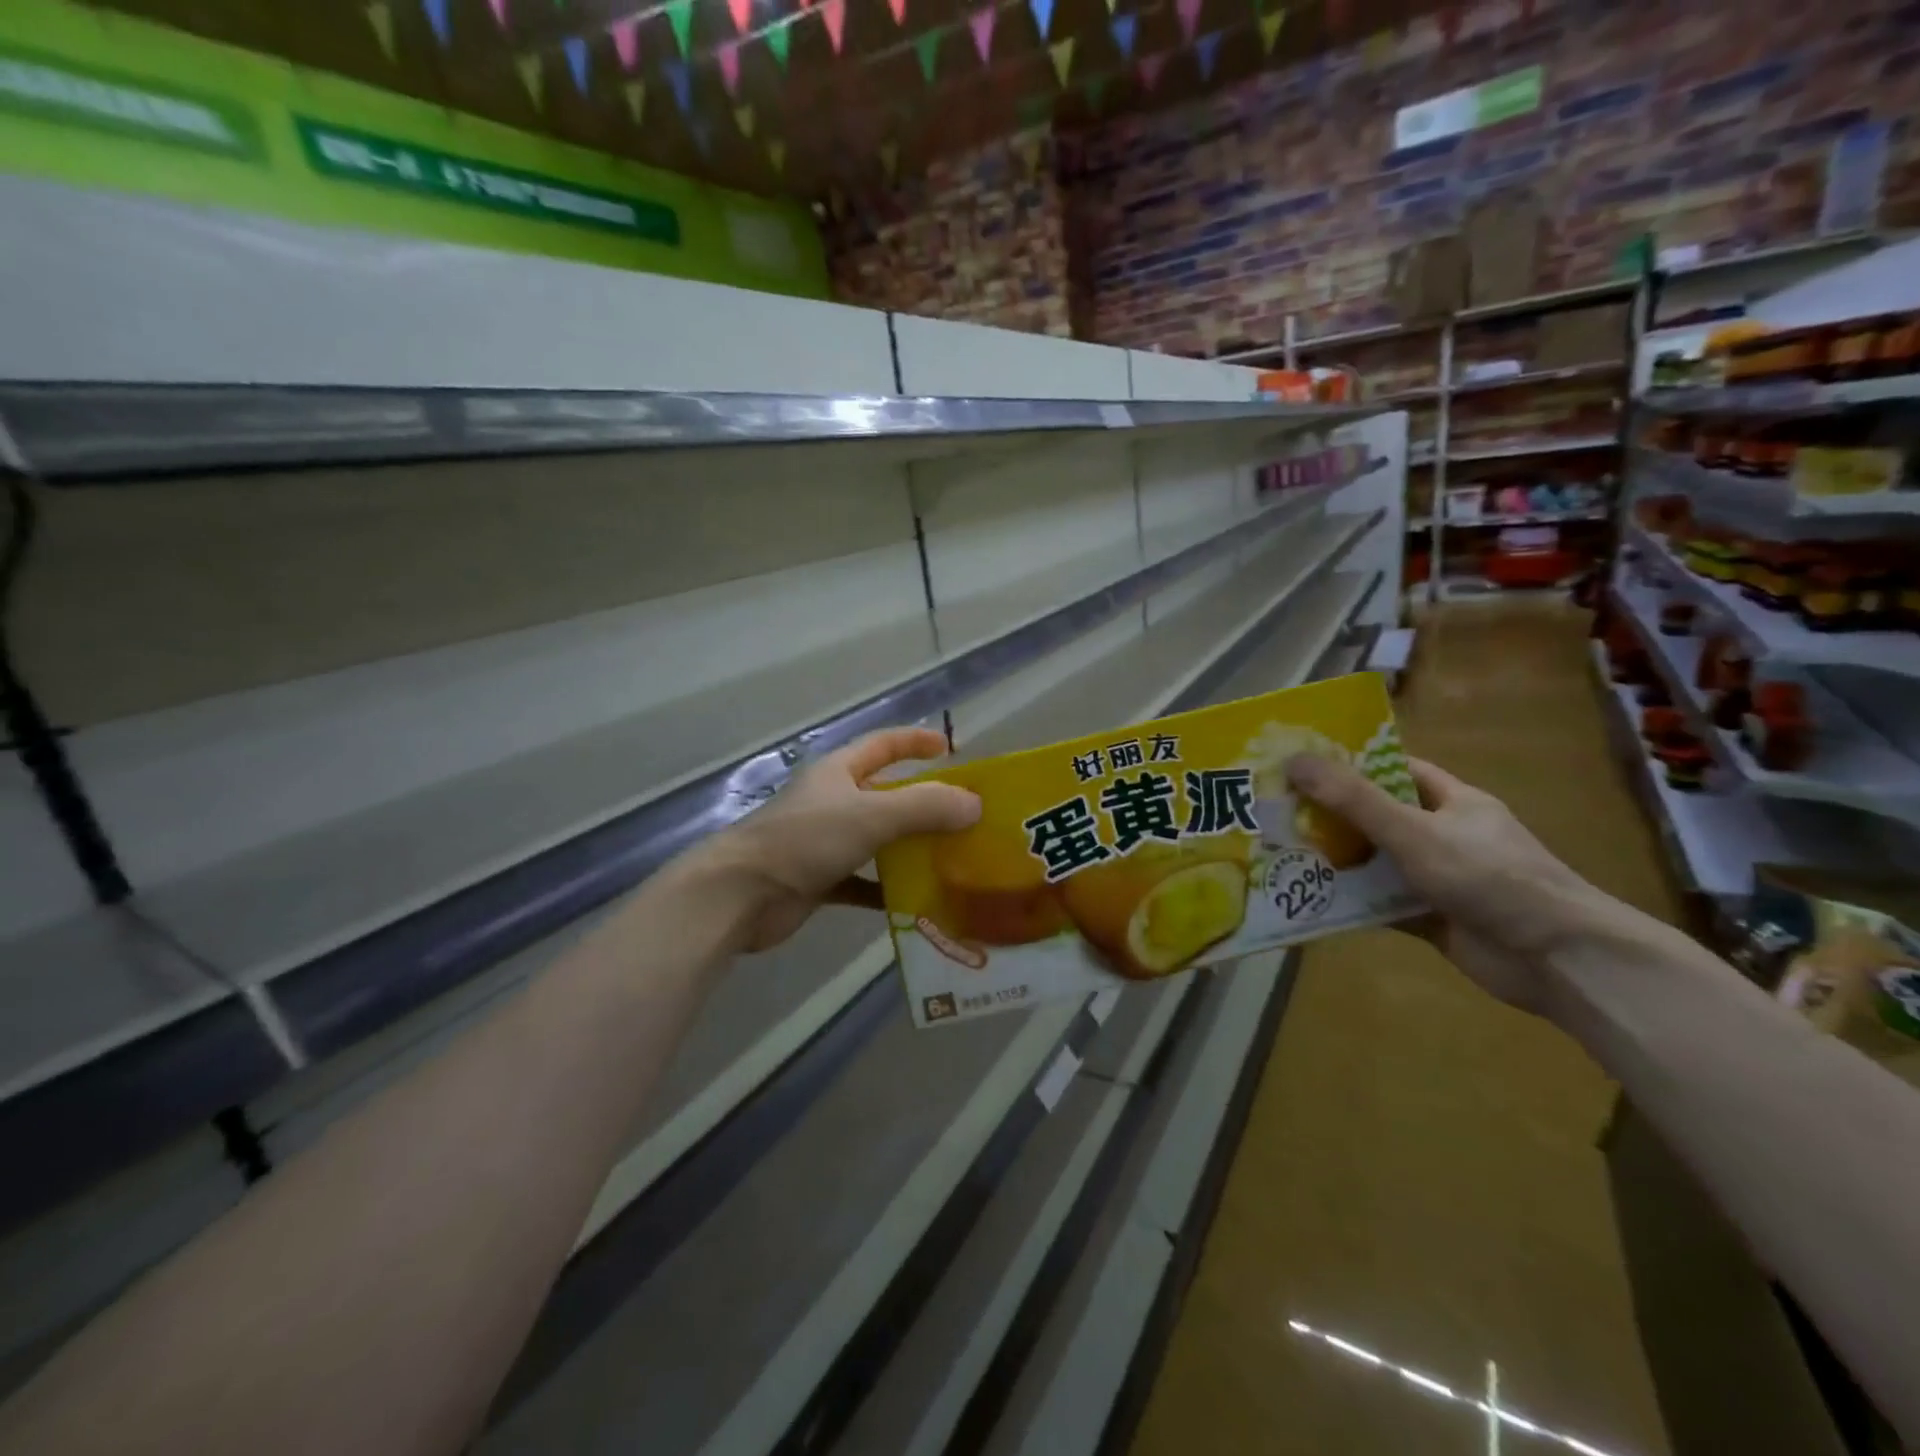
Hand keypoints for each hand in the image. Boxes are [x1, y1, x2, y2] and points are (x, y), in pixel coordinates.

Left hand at [705, 726, 980, 952]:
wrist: (740, 895)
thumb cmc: (805, 840)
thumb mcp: (871, 815)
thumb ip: (924, 807)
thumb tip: (974, 804)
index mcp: (839, 773)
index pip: (884, 744)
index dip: (916, 741)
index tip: (951, 749)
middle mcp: (833, 802)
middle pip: (886, 795)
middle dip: (923, 804)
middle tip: (965, 818)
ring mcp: (824, 842)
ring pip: (878, 840)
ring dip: (910, 850)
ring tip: (952, 861)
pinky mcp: (819, 880)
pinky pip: (863, 881)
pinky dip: (887, 890)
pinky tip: (917, 903)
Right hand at [1285, 754, 1617, 1012]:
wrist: (1559, 960)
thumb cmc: (1490, 876)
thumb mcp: (1413, 830)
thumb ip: (1353, 799)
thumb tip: (1294, 760)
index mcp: (1452, 801)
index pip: (1396, 770)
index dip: (1351, 764)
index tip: (1302, 765)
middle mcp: (1443, 834)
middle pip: (1378, 816)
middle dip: (1331, 815)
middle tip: (1275, 811)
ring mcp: (1437, 878)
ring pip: (1375, 862)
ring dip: (1335, 860)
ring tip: (1279, 852)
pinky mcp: (1430, 917)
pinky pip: (1379, 902)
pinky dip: (1349, 901)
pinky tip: (1307, 898)